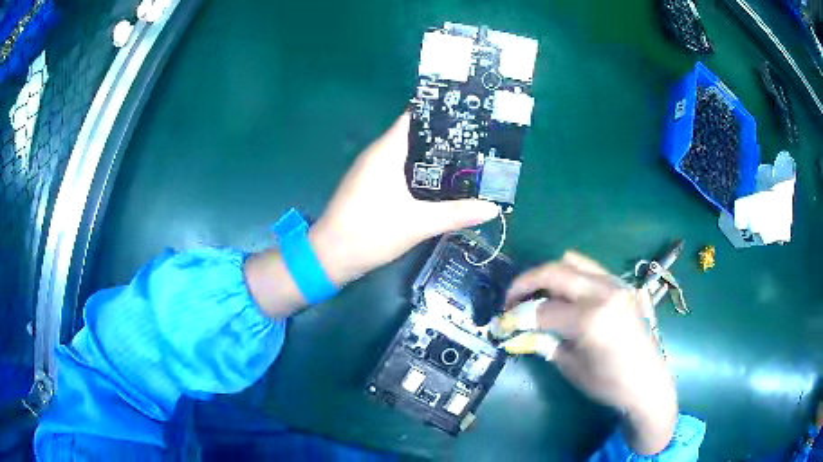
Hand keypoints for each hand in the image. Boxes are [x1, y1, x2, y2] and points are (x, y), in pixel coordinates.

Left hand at [309, 113, 498, 285]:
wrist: (330, 257)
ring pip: (406, 154)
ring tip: (467, 159)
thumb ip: (456, 214)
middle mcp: (377, 154)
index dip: (440, 114)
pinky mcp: (369, 185)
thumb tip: (492, 208)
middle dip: (443, 138)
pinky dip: (419, 172)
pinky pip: (398, 169)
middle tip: (478, 142)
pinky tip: (439, 183)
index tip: (469, 117)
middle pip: (414, 135)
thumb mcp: (418, 224)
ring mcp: (371, 170)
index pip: (414, 118)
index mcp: (386, 151)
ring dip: (432, 157)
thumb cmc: (370, 233)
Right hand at [501, 251, 677, 454]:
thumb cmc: (608, 383)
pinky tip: (565, 295)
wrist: (647, 382)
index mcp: (591, 319)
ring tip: (538, 295)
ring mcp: (615, 284)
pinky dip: (570, 275)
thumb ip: (544, 341)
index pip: (542, 309)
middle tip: (511, 300)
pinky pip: (589, 269)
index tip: (502, 321)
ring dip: (549, 275)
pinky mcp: (621, 285)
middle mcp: (603, 292)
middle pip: (554, 271)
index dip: (516, 315)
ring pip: (572, 261)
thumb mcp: (571, 366)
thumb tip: (518, 329)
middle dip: (526, 283)